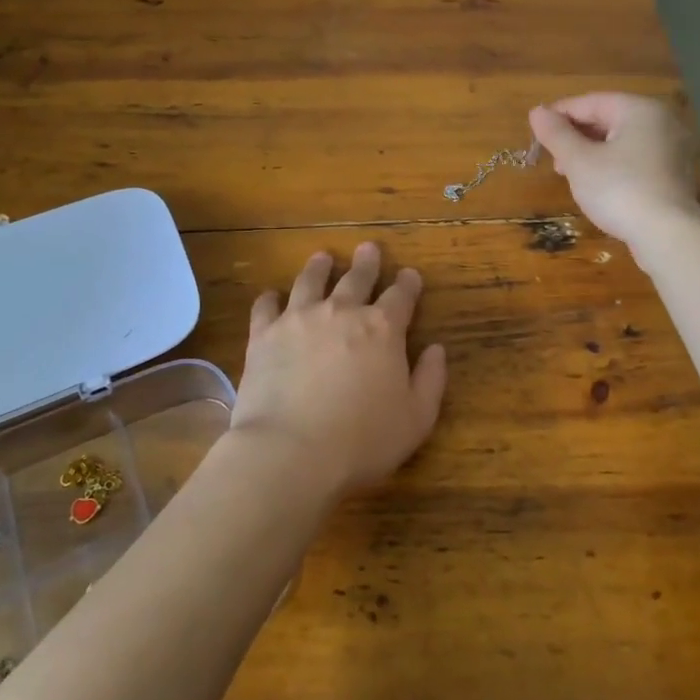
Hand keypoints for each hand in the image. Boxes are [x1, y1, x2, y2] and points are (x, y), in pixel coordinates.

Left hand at [230, 241, 447, 498]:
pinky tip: (271, 296)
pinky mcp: (263, 335)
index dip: (408, 284)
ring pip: (311, 281)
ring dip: (319, 267)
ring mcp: (299, 319)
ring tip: (323, 257)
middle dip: (367, 262)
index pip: (401, 296)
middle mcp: (342, 312)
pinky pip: (266, 307)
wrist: (290, 452)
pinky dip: (270, 298)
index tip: (410, 275)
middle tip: (368, 247)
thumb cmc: (362, 441)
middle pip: (357, 278)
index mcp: (382, 329)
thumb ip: (431, 380)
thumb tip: (436, 349)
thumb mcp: (416, 419)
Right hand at [528, 92, 699, 245]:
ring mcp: (673, 148)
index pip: (591, 102)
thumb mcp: (579, 161)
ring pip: (622, 140)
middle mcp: (662, 121)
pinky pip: (637, 158)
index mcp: (640, 110)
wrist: (667, 235)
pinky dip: (613, 165)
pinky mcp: (674, 174)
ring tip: (569, 173)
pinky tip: (597, 184)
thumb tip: (537, 112)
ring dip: (592, 152)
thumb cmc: (619, 190)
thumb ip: (556, 134)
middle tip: (552, 158)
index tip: (536, 131)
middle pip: (609, 119)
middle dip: (576, 136)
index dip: (559, 114)